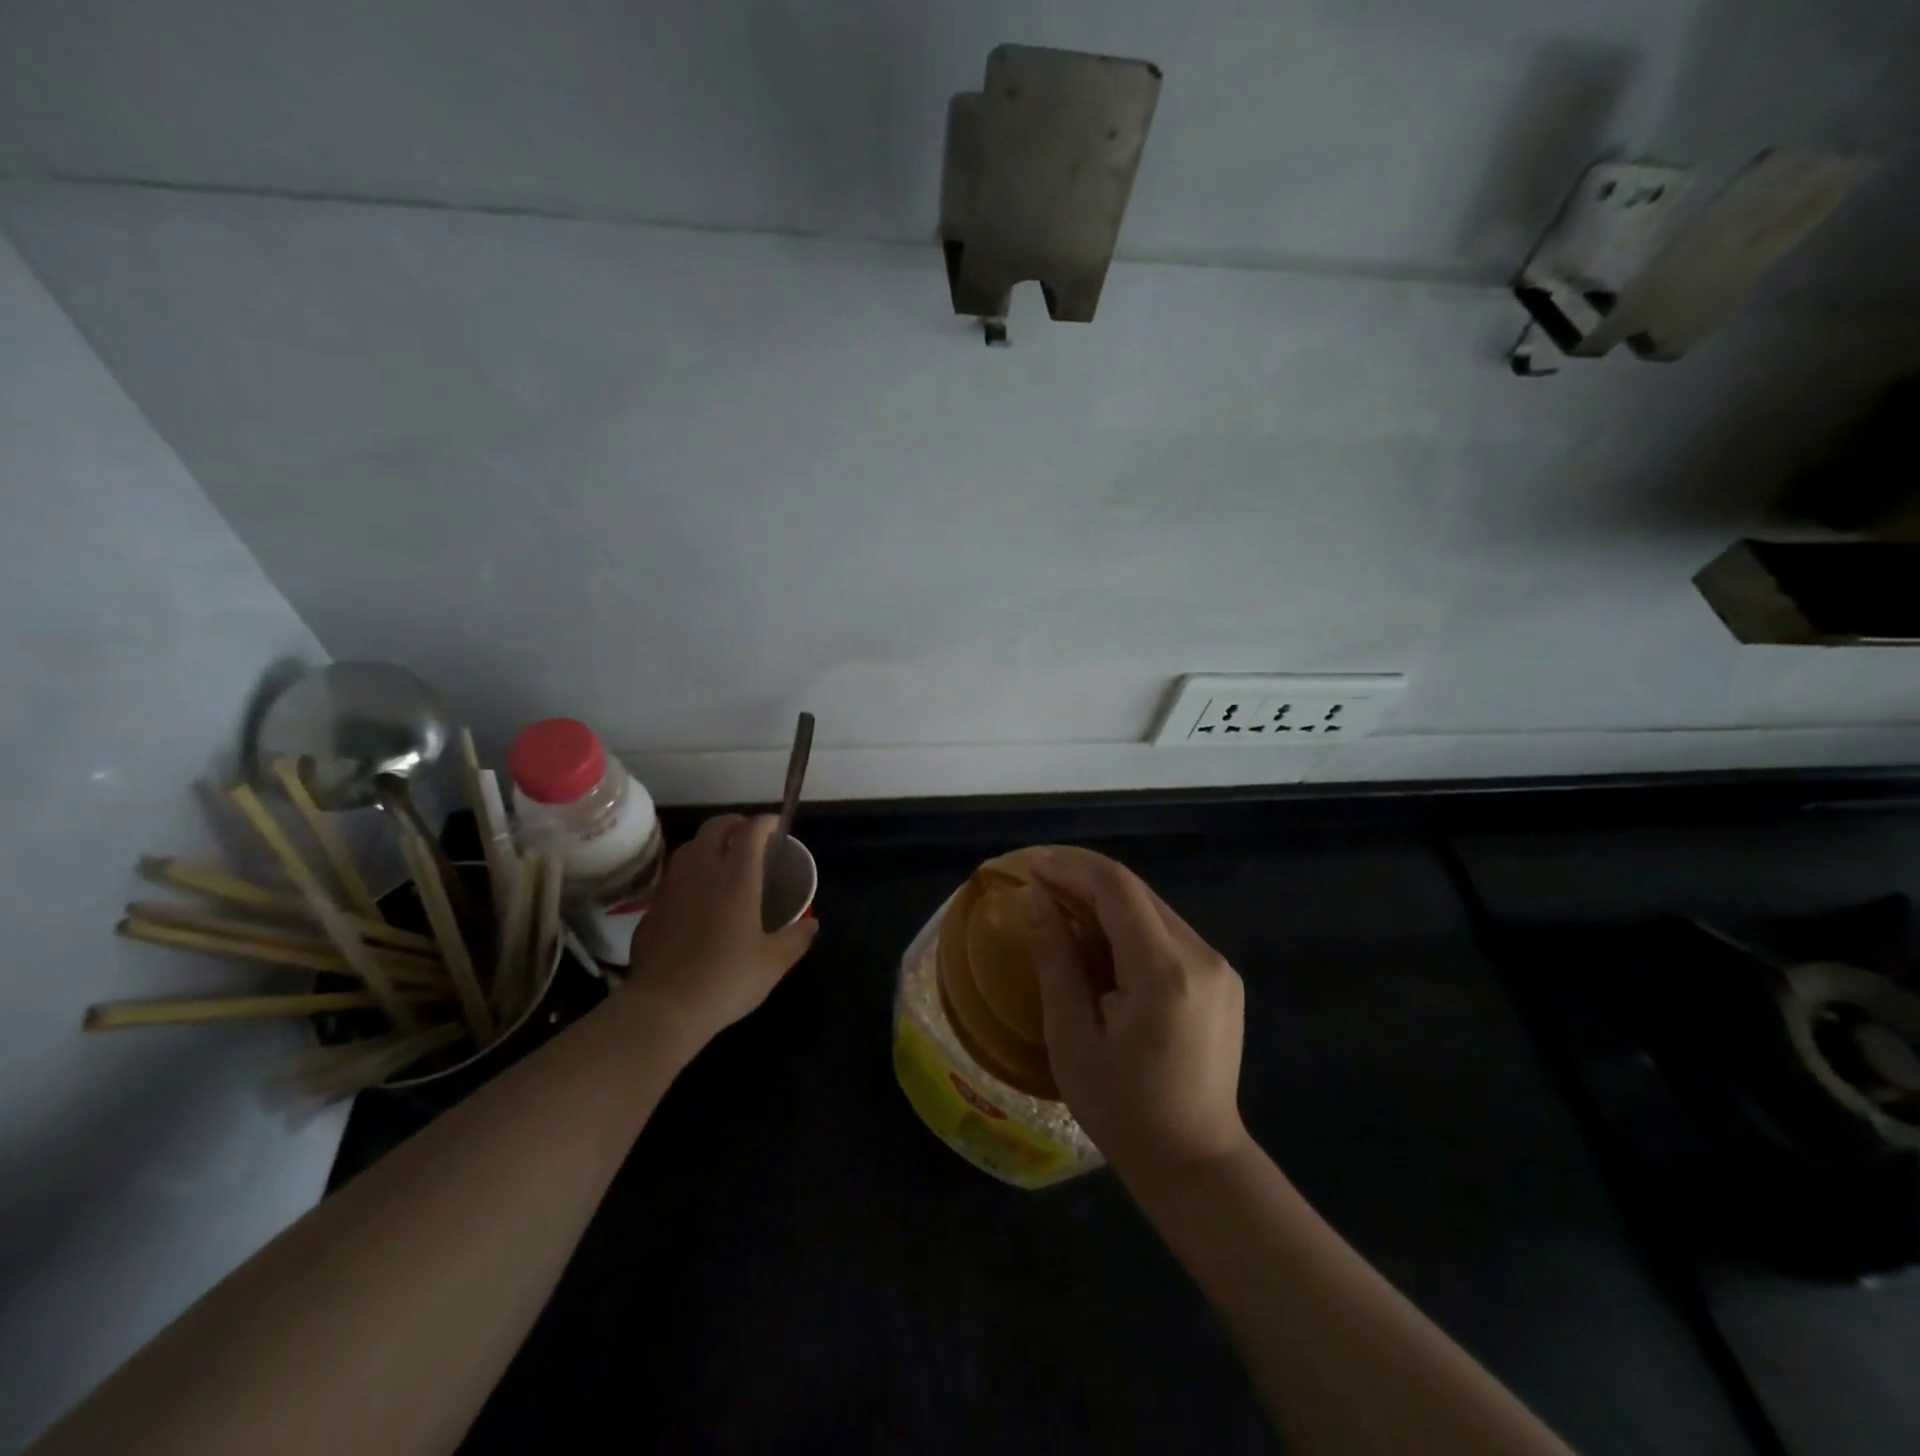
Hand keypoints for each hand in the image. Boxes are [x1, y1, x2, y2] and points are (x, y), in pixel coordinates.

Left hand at [624, 814, 817, 1046]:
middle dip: (737, 823)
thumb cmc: (727, 978)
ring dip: (710, 842)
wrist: (664, 1006)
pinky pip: (675, 873)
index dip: (767, 822)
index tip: (778, 827)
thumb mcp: (774, 962)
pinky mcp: (653, 905)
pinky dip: (691, 870)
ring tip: (724, 859)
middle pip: (716, 826)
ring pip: (691, 845)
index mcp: (737, 875)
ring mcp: (673, 885)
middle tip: (752, 837)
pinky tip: (698, 893)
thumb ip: (796, 938)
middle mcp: (703, 869)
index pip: (752, 829)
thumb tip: (812, 924)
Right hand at [1026, 851, 1248, 1187]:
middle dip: (1084, 878)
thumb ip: (1055, 958)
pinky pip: (1168, 932)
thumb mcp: (1072, 1036)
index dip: (1071, 868)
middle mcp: (1201, 955)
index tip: (1031, 865)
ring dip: (1106, 900)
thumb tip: (1033, 897)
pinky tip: (1101, 940)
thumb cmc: (1121, 1108)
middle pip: (1137, 892)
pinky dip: (1130, 924)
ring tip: (1062, 907)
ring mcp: (1218, 966)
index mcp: (1164, 972)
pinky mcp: (1222, 978)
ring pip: (1153, 908)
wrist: (1195, 1163)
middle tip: (1039, 882)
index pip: (1117, 889)